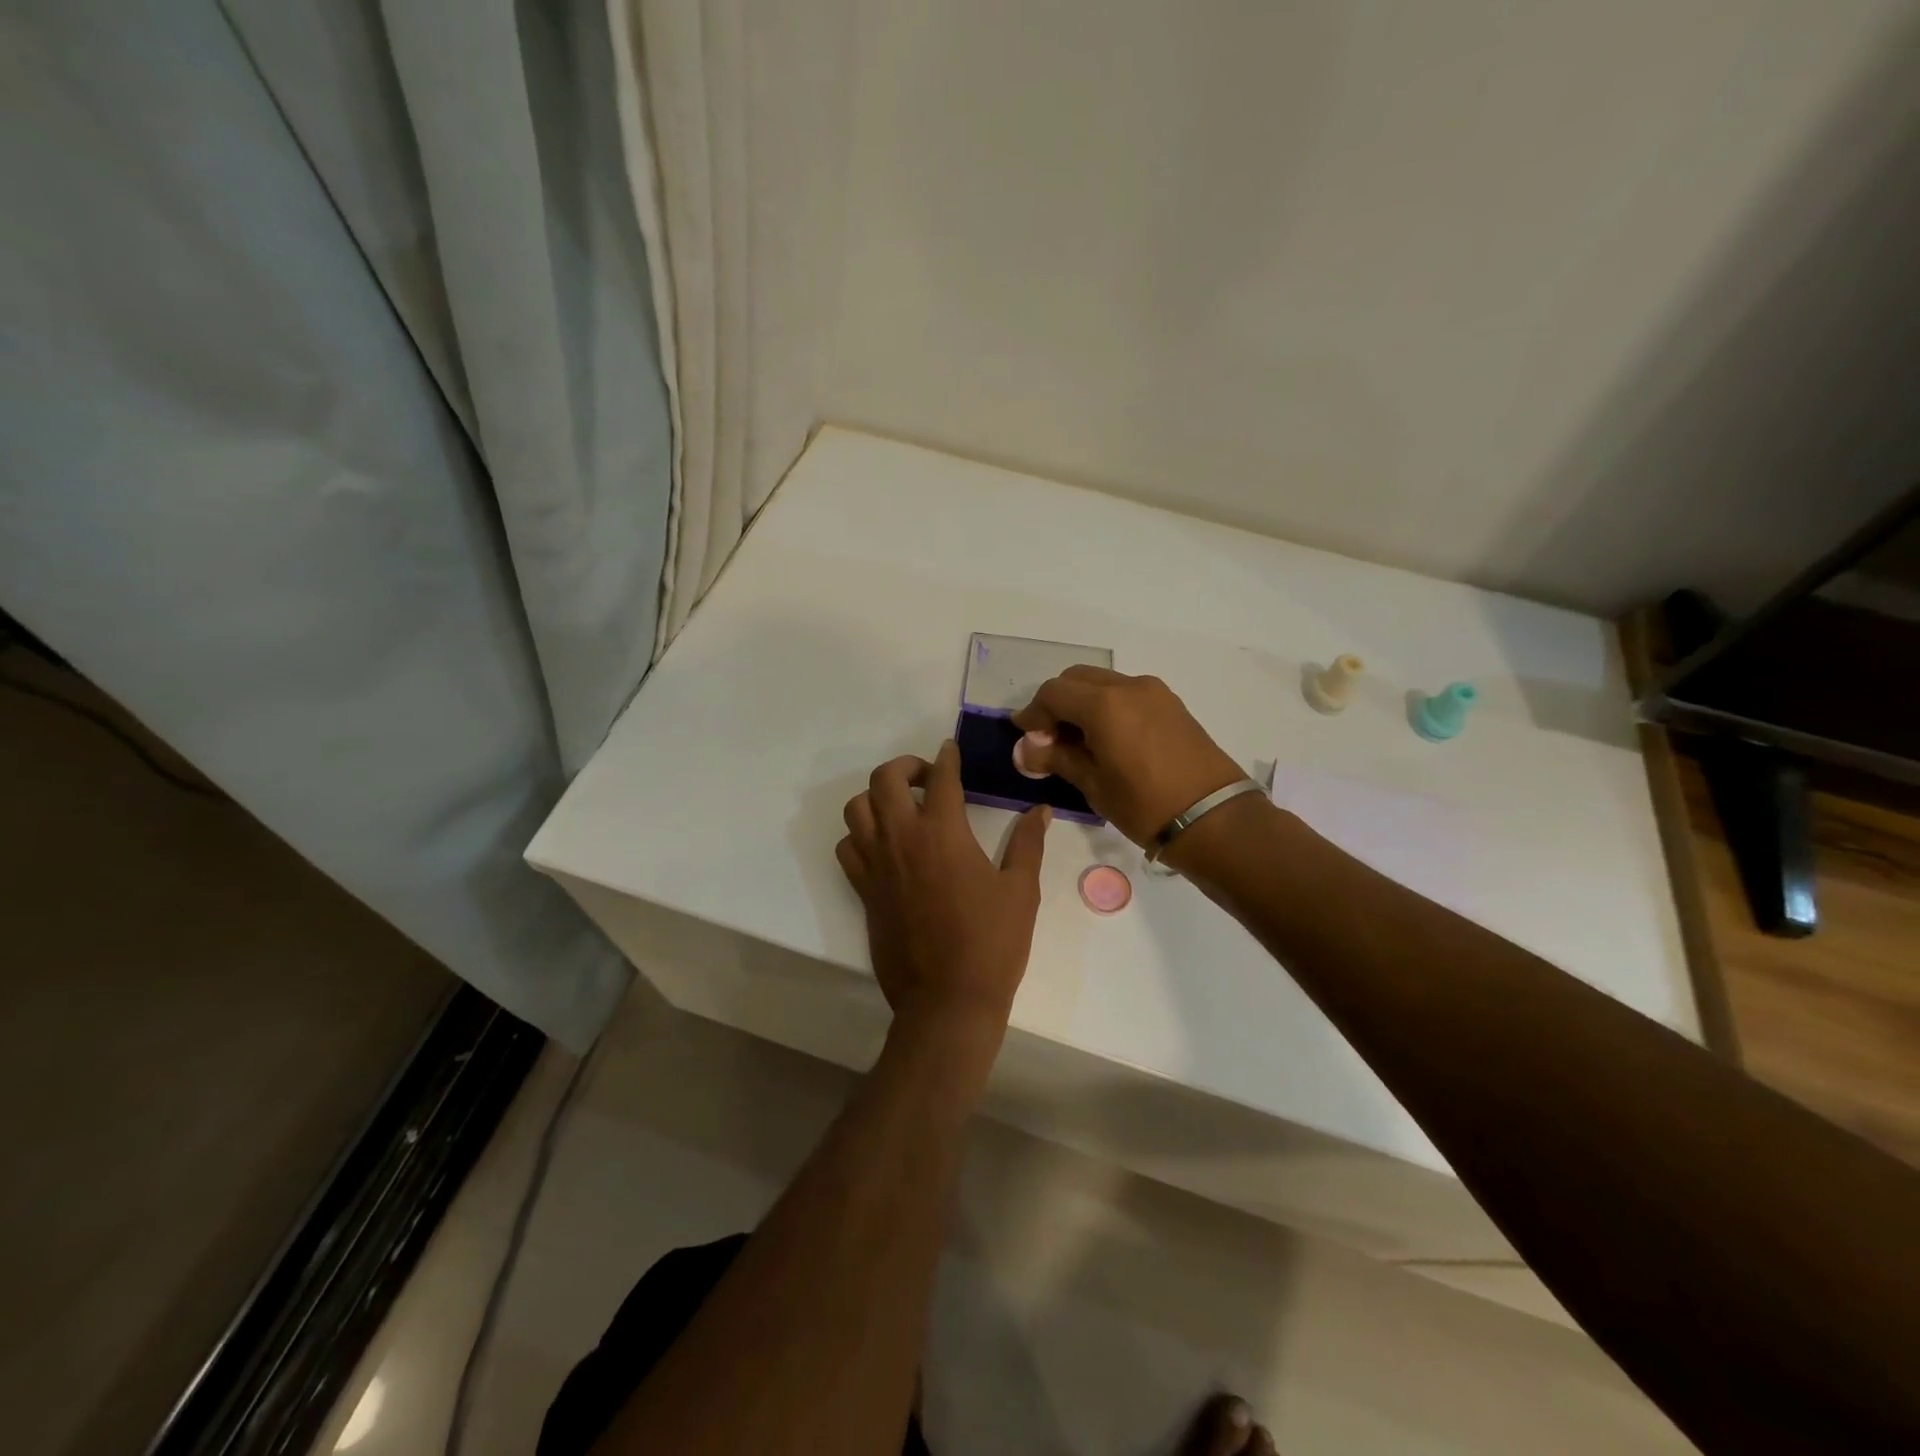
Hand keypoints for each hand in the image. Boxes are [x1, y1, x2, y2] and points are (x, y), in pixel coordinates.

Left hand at [837, 741, 1049, 1043]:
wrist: (947, 1000)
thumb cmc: (991, 944)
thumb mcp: (1021, 891)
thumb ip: (1028, 844)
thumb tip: (1040, 810)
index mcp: (943, 832)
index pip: (941, 778)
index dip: (947, 758)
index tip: (950, 750)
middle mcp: (902, 839)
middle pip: (885, 779)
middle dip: (905, 766)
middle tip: (926, 777)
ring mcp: (877, 865)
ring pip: (856, 809)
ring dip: (876, 797)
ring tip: (900, 807)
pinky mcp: (864, 891)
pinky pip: (847, 848)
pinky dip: (860, 835)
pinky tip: (883, 845)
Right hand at [1011, 667, 1244, 845]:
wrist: (1213, 817)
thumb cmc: (1145, 805)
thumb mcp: (1093, 785)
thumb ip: (1056, 758)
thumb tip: (1025, 748)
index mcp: (1104, 704)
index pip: (1052, 693)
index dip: (1032, 713)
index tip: (1025, 738)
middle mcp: (1128, 686)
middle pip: (1076, 679)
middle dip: (1056, 703)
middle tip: (1049, 738)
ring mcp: (1153, 692)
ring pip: (1103, 683)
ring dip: (1082, 703)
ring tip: (1078, 741)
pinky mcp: (1171, 704)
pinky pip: (1126, 693)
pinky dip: (1107, 706)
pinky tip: (1106, 739)